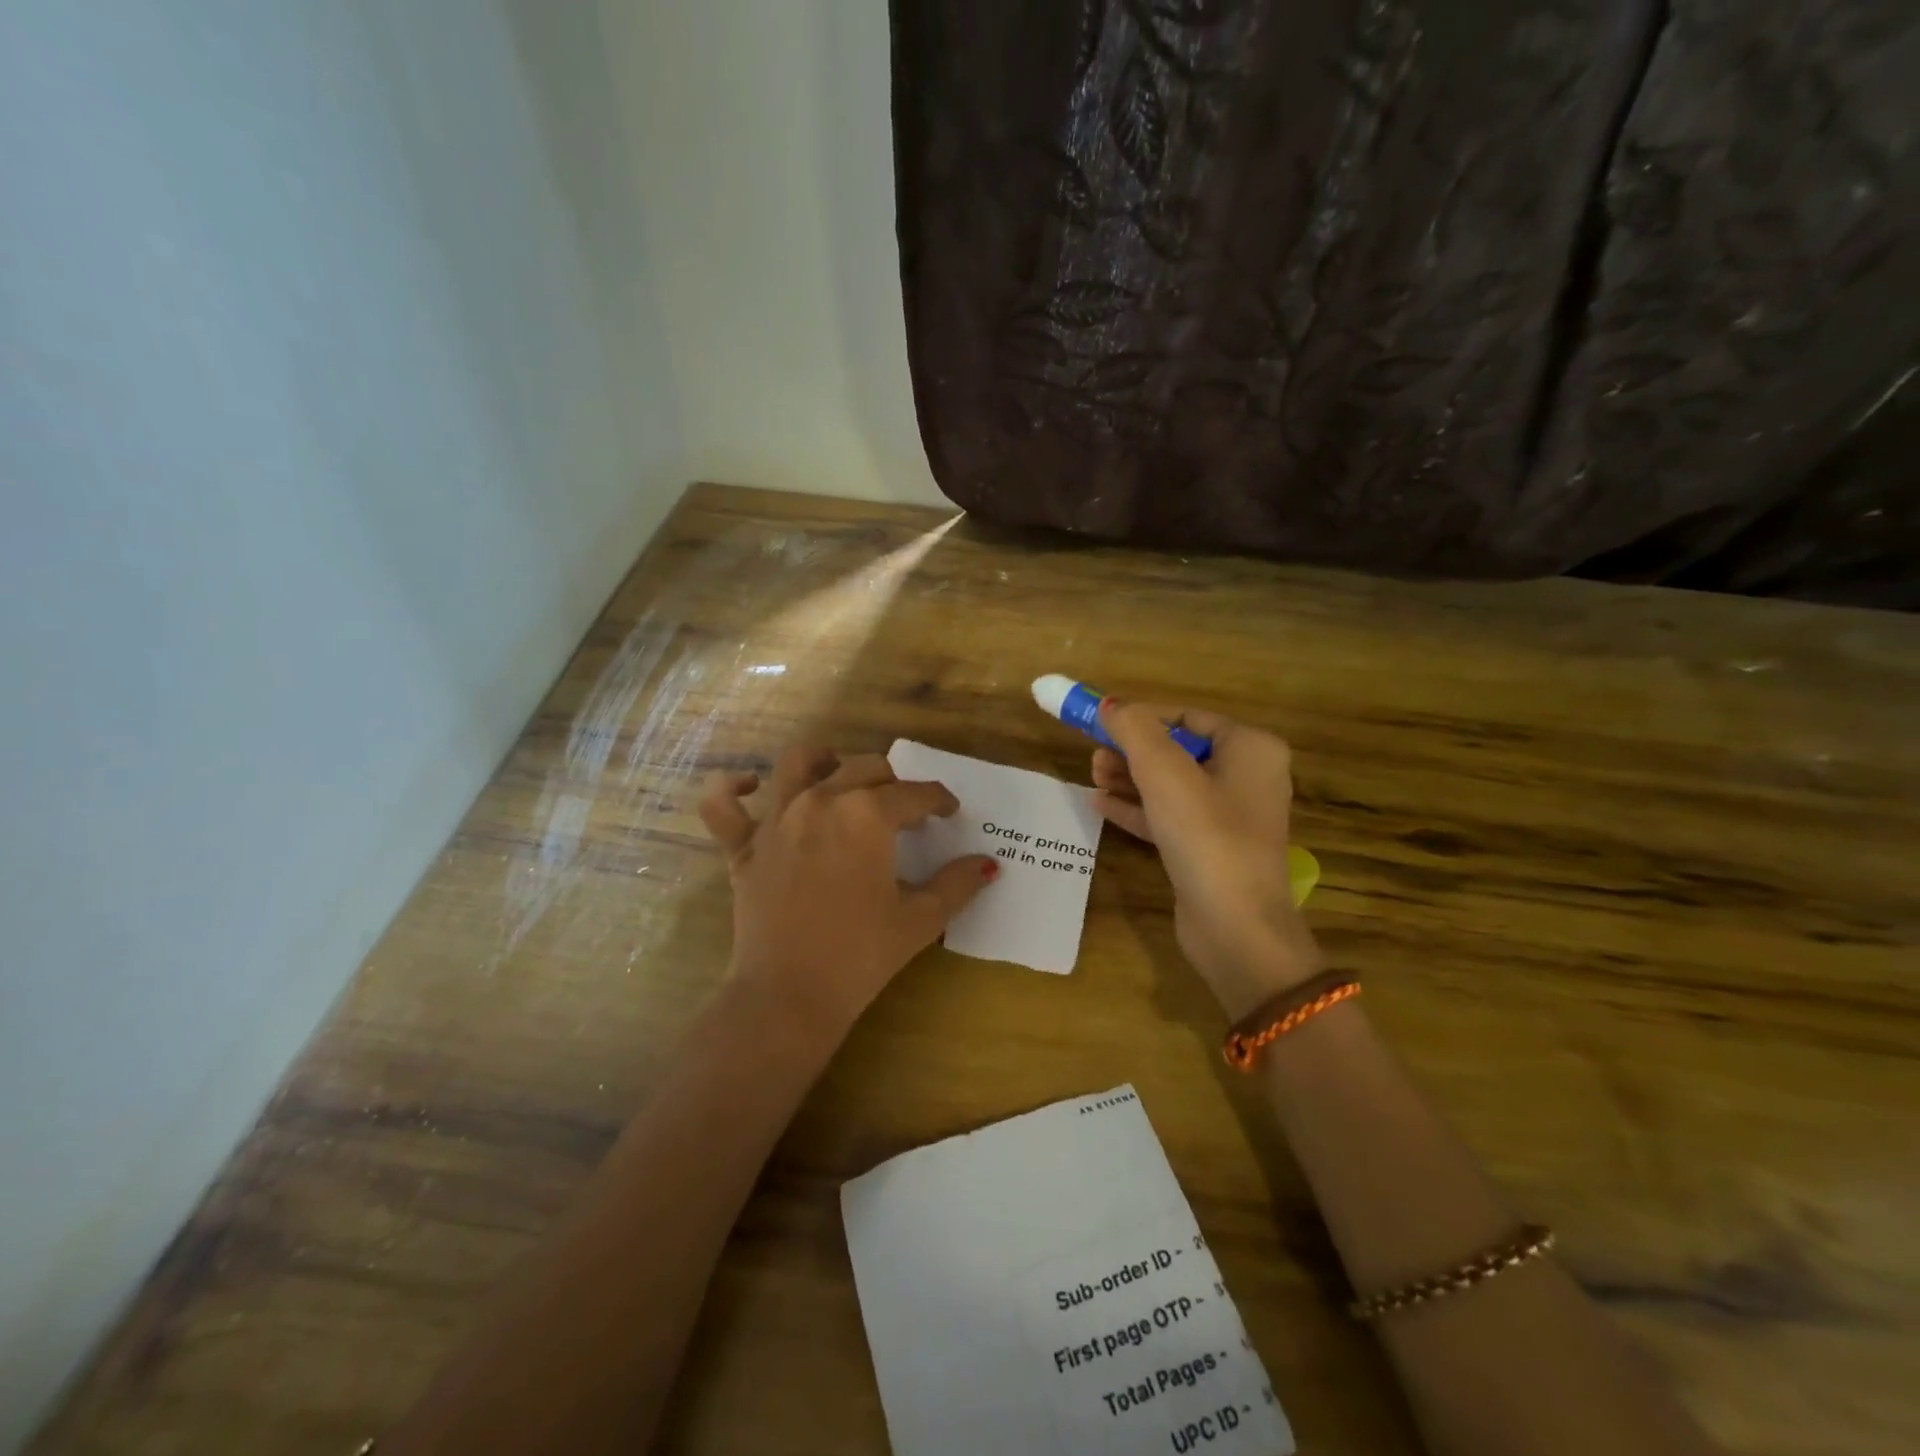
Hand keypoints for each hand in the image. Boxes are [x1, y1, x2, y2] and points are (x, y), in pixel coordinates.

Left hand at [699, 747, 996, 1038]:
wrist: (788, 996)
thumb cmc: (861, 956)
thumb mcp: (921, 919)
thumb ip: (958, 884)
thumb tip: (988, 864)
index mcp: (868, 814)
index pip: (915, 794)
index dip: (939, 800)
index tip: (949, 812)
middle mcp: (820, 800)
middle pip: (864, 768)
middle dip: (893, 784)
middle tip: (905, 812)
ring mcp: (776, 819)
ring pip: (798, 762)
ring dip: (823, 760)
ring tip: (838, 774)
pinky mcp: (742, 846)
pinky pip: (721, 805)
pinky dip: (732, 789)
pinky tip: (748, 786)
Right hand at [1093, 702, 1320, 1019]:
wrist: (1235, 927)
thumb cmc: (1206, 835)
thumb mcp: (1164, 772)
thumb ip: (1134, 730)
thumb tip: (1110, 704)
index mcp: (1251, 749)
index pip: (1188, 717)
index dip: (1143, 716)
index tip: (1101, 721)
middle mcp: (1247, 778)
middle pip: (1178, 751)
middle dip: (1133, 750)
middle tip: (1093, 753)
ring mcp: (1230, 818)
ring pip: (1171, 786)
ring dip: (1130, 778)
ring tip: (1092, 774)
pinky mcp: (1210, 850)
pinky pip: (1170, 817)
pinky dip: (1138, 809)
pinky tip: (1100, 804)